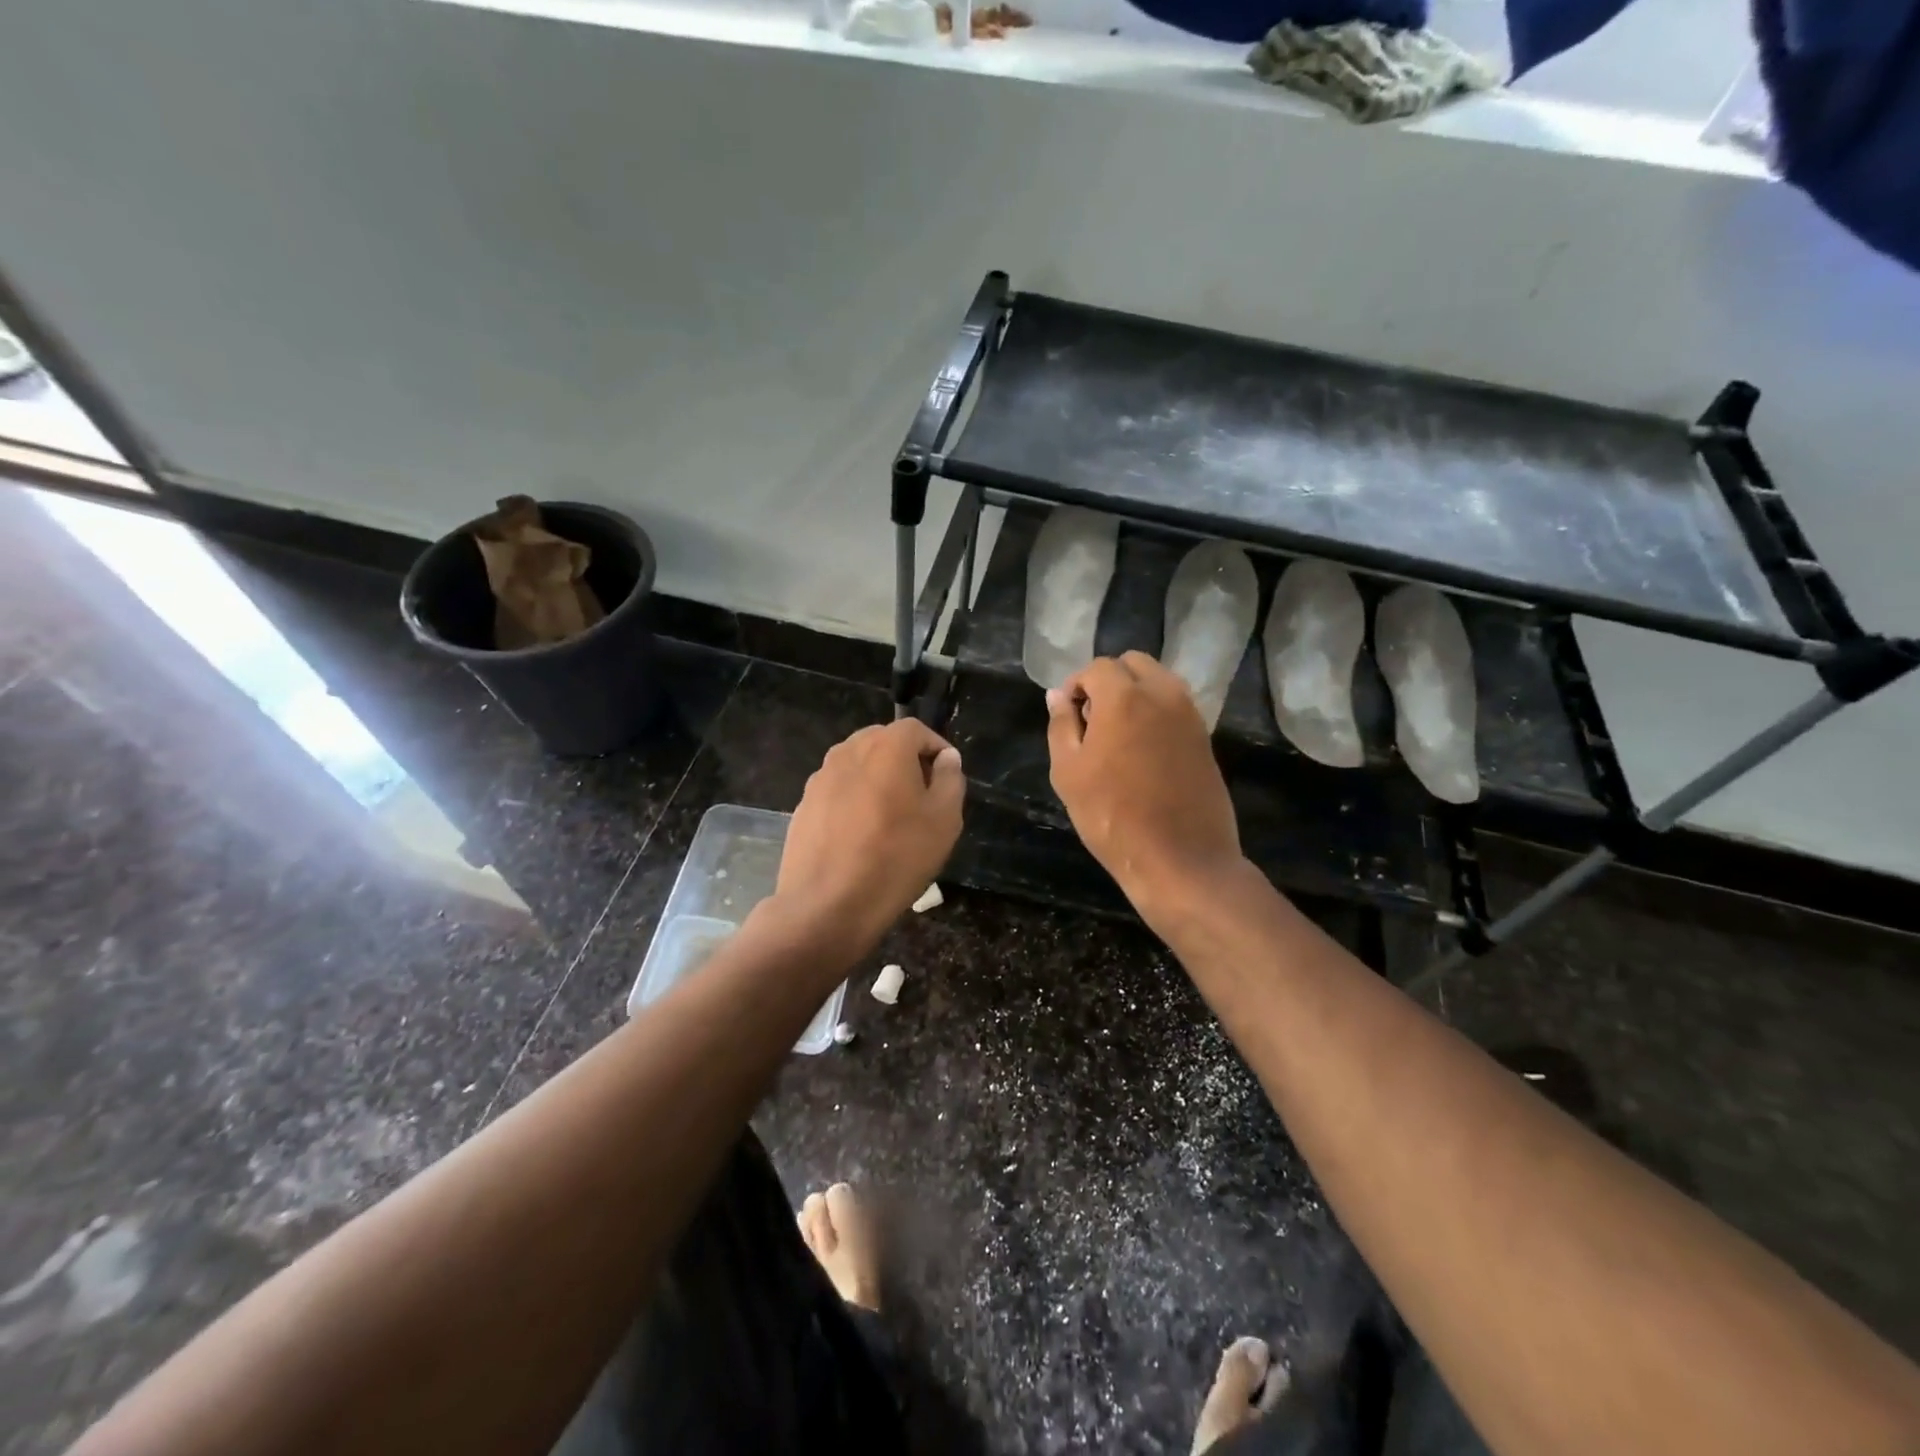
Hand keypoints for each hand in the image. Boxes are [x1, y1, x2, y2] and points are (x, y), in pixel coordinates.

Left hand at [772, 718, 964, 956]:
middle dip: (906, 761)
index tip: (947, 779)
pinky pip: (838, 791)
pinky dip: (854, 801)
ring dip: (878, 780)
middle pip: (883, 742)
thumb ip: (950, 780)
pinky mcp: (804, 805)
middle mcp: (848, 751)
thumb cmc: (896, 858)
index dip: (936, 749)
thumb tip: (946, 759)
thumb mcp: (944, 820)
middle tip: (922, 798)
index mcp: (885, 747)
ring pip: (858, 766)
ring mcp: (820, 778)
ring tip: (891, 820)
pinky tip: (861, 837)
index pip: (916, 729)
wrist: (826, 906)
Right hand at [1046, 652, 1242, 914]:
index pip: (1097, 667)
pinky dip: (1155, 713)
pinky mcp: (1205, 737)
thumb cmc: (1113, 816)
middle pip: (1133, 664)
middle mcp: (1162, 693)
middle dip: (1108, 681)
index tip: (1068, 717)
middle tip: (1092, 721)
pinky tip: (1142, 752)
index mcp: (1125, 696)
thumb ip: (1061, 725)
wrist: (1181, 858)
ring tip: (1117, 737)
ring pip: (1158, 681)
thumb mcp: (1068, 772)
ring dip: (1134, 694)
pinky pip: (1175, 706)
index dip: (1076, 686)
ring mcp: (1189, 714)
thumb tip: (1058, 695)